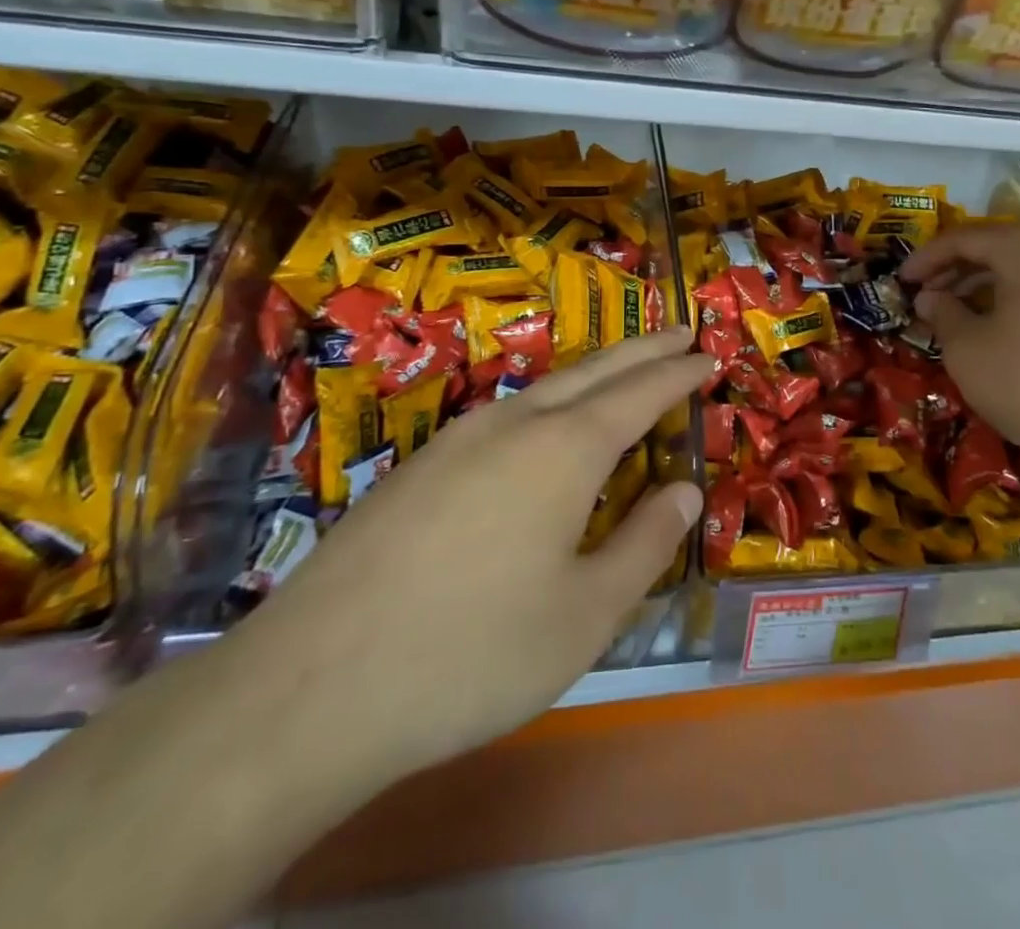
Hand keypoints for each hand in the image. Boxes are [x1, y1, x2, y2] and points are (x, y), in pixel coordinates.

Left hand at [238, 328, 711, 795]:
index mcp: (565, 449)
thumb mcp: (585, 614)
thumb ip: (645, 544)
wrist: (310, 687)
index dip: (679, 373)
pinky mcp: (418, 466)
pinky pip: (505, 414)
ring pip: (545, 386)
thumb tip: (684, 492)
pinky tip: (543, 427)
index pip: (640, 393)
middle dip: (642, 349)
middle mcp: (514, 424)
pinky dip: (549, 402)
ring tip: (623, 371)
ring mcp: (459, 439)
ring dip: (594, 372)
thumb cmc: (473, 653)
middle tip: (679, 332)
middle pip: (594, 370)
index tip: (709, 354)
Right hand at [900, 226, 1019, 479]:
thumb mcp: (967, 348)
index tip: (900, 281)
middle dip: (954, 269)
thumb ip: (942, 312)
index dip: (926, 257)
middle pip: (998, 248)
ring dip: (982, 286)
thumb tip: (930, 297)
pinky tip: (994, 330)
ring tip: (953, 314)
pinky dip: (1012, 301)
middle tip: (924, 296)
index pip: (966, 238)